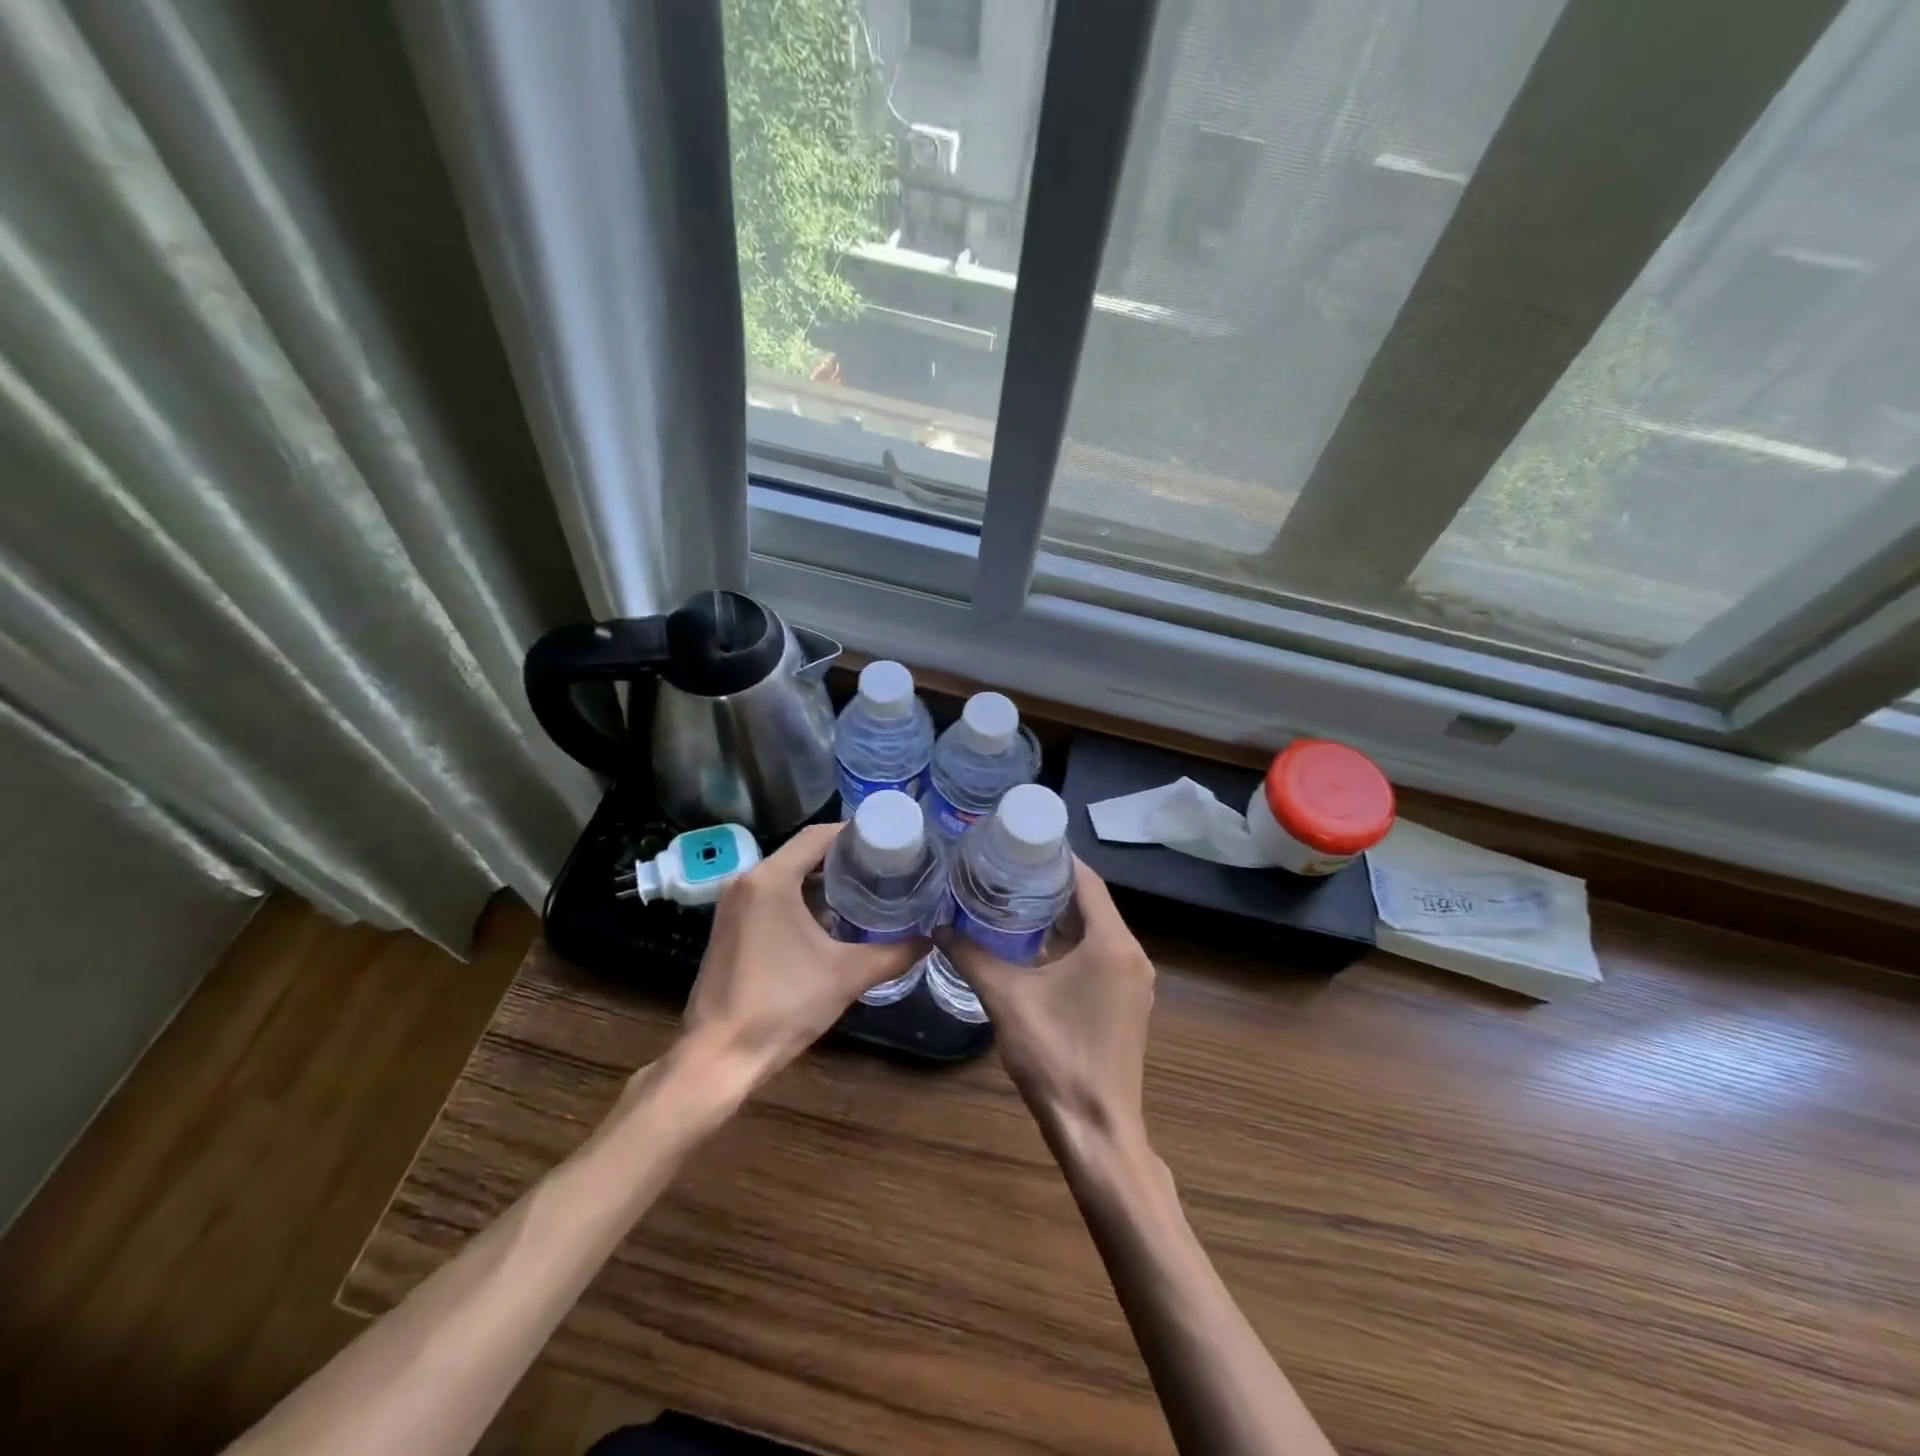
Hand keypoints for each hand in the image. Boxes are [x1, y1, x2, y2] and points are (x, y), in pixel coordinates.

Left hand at [680, 822, 927, 1087]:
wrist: (719, 1056)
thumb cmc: (783, 1006)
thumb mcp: (847, 976)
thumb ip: (894, 954)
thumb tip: (929, 940)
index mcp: (770, 879)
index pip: (818, 836)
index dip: (855, 832)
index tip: (888, 839)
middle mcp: (746, 881)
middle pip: (802, 852)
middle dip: (843, 856)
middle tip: (884, 865)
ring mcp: (732, 905)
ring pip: (785, 874)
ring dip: (821, 878)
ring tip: (865, 887)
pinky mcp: (729, 927)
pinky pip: (770, 895)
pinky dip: (800, 897)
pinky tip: (830, 917)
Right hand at [938, 858, 1154, 1147]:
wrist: (1096, 1131)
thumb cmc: (1055, 1057)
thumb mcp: (1007, 999)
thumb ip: (972, 957)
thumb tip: (939, 927)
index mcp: (1112, 944)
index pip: (1087, 881)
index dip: (1057, 858)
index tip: (1022, 841)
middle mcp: (1131, 955)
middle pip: (1092, 904)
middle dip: (1053, 885)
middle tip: (1009, 867)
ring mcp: (1133, 981)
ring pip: (1097, 931)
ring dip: (1062, 915)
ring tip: (1015, 897)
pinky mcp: (1127, 1002)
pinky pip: (1100, 955)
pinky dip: (1072, 943)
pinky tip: (1035, 945)